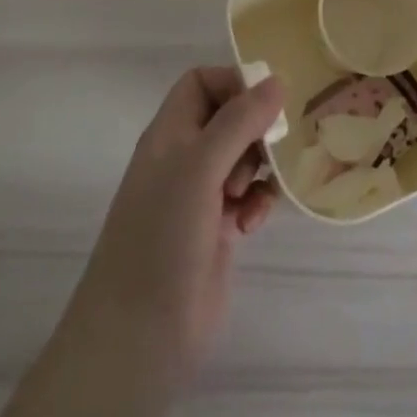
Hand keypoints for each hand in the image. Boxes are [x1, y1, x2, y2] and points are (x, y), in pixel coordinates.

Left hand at [68, 66, 283, 385]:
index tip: (267, 104)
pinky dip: (257, 203)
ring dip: (260, 168)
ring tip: (253, 193)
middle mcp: (182, 159)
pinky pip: (248, 197)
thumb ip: (239, 121)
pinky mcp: (216, 230)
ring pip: (244, 158)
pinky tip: (252, 224)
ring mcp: (198, 197)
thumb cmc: (162, 238)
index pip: (202, 83)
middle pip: (229, 118)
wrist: (138, 337)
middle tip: (269, 150)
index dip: (234, 84)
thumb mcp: (199, 168)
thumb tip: (277, 80)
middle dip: (256, 129)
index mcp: (169, 135)